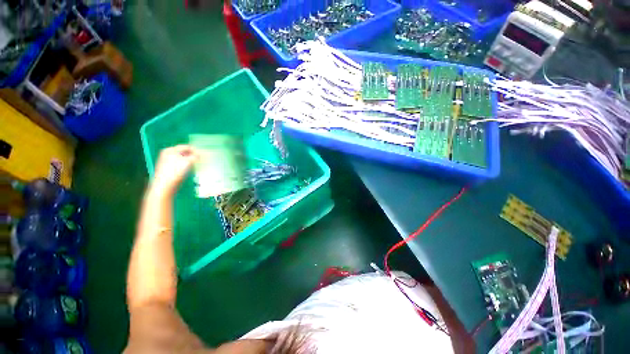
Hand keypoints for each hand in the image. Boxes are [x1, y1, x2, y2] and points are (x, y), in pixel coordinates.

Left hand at [151, 145, 198, 195]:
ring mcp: (168, 162)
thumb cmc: (175, 172)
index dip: (197, 150)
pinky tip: (191, 170)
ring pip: (184, 159)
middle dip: (194, 156)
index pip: (187, 147)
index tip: (205, 155)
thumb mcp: (188, 162)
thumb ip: (196, 156)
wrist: (164, 186)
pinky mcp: (170, 169)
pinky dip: (187, 165)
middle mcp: (168, 154)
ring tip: (198, 164)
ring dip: (192, 161)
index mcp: (170, 150)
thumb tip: (203, 154)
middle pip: (185, 152)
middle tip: (203, 159)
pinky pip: (181, 164)